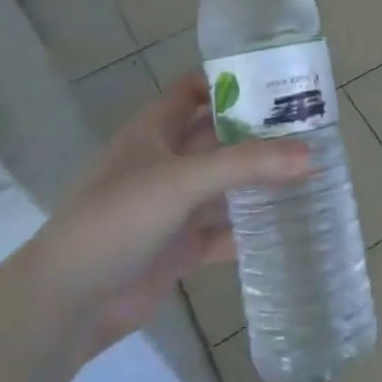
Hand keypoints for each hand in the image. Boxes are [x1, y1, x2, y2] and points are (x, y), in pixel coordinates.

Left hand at [29, 75, 309, 352]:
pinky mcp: (180, 247)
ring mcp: (173, 207)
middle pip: (219, 137)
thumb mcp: (182, 181)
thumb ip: (246, 165)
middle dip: (259, 131)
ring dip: (260, 180)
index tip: (279, 79)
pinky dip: (252, 228)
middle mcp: (165, 162)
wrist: (67, 302)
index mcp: (154, 130)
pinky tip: (290, 224)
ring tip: (313, 170)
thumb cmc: (117, 219)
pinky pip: (224, 231)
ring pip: (225, 185)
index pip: (194, 89)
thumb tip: (311, 153)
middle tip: (313, 127)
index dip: (231, 80)